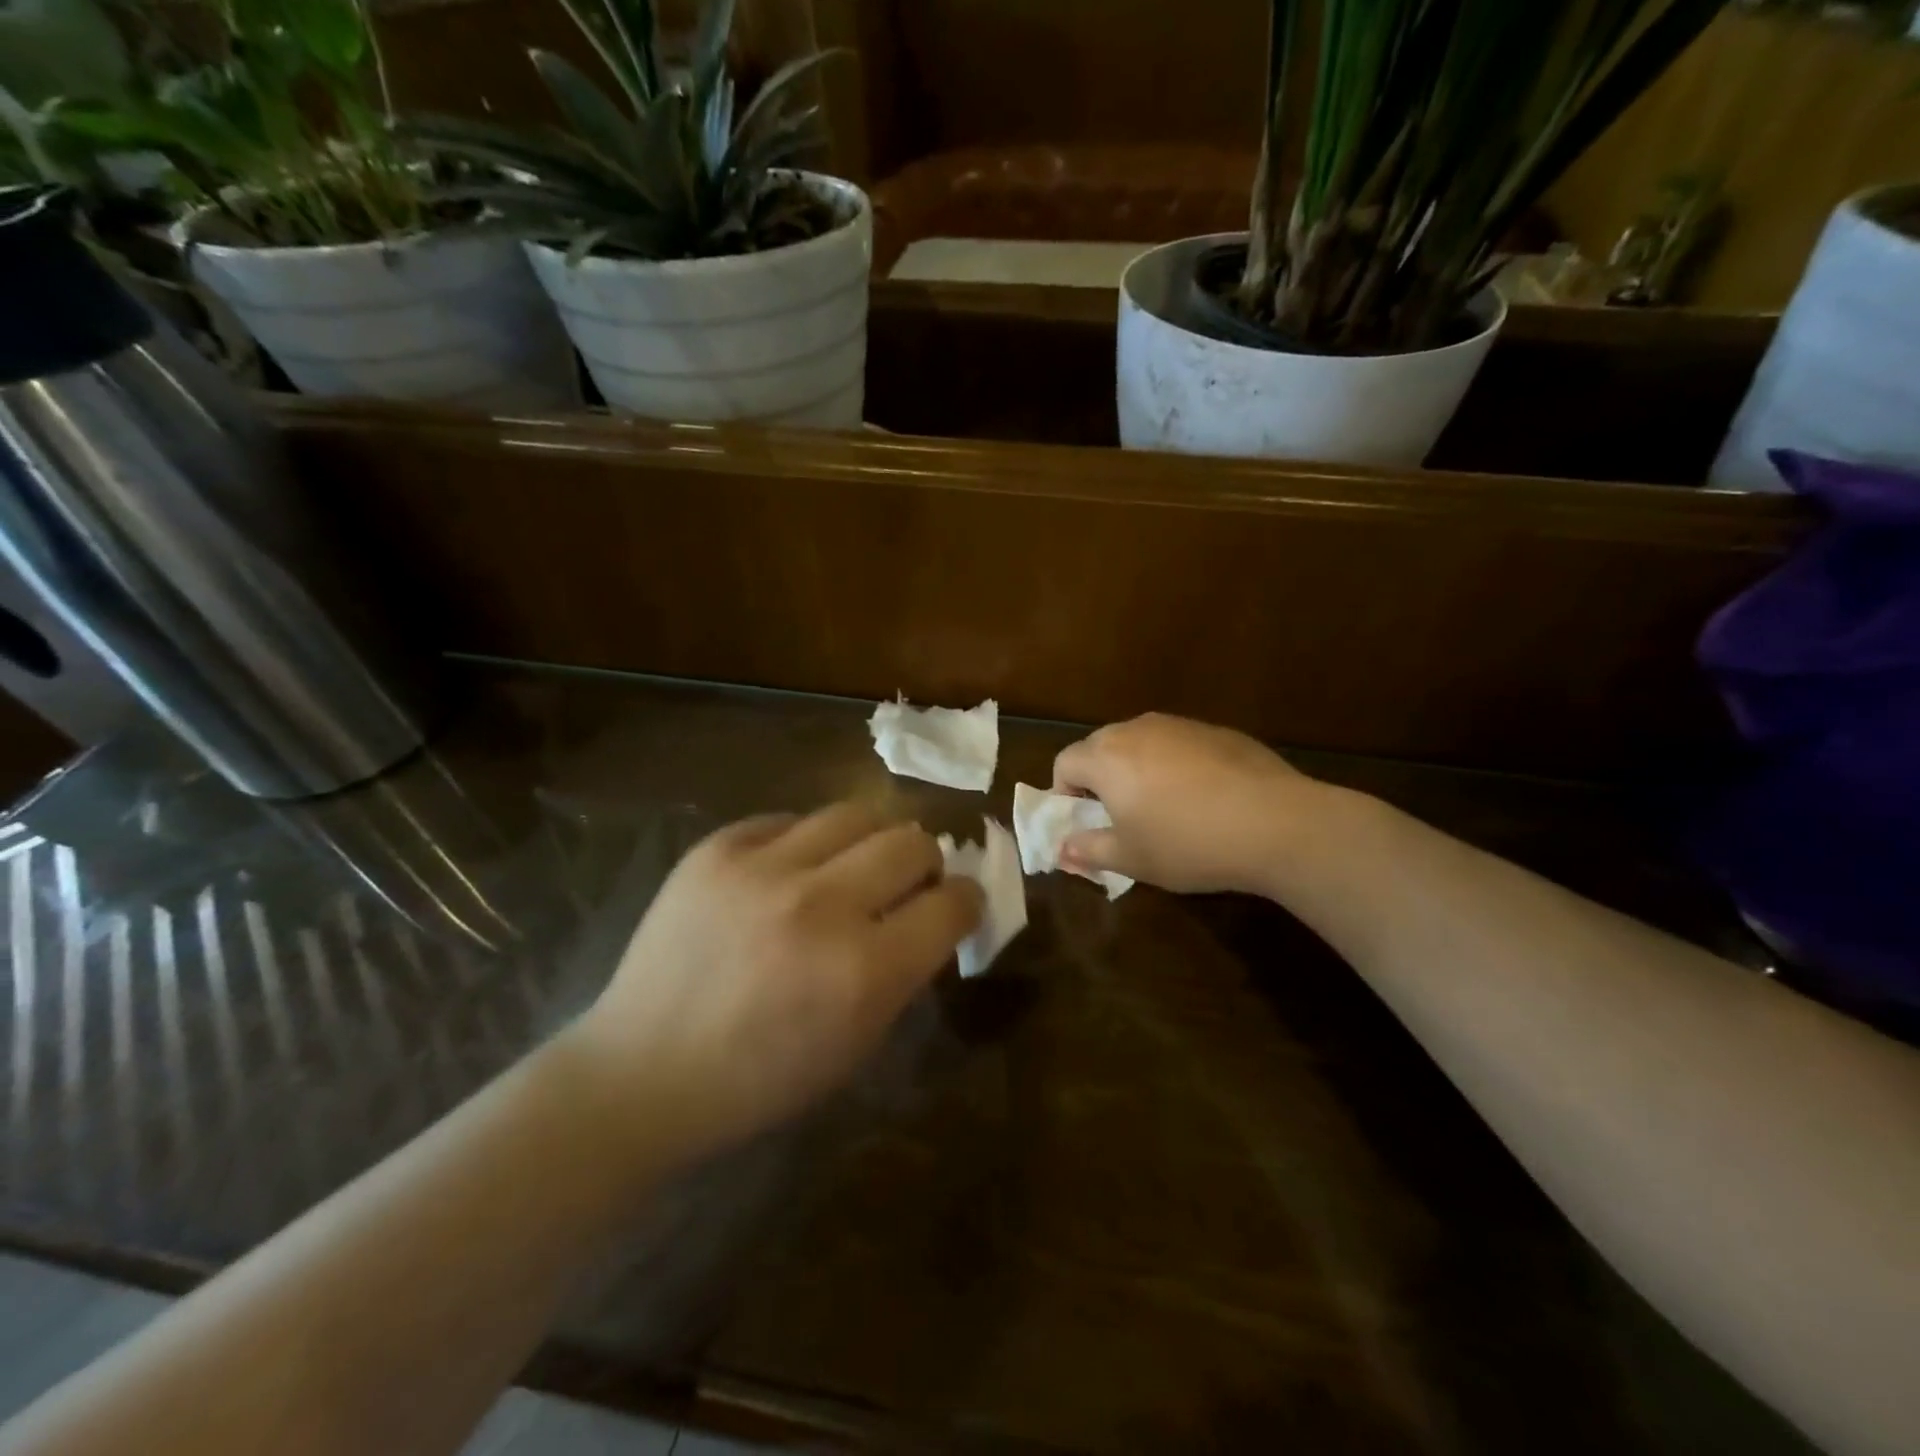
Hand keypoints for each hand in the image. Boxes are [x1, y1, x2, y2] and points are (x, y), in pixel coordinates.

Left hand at [566, 803, 982, 1160]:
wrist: (642, 1072)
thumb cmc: (759, 1079)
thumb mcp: (856, 1044)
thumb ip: (904, 972)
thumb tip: (932, 915)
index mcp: (864, 971)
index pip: (952, 903)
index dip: (966, 900)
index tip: (958, 903)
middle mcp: (821, 905)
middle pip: (912, 842)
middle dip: (926, 862)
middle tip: (911, 880)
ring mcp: (763, 868)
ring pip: (856, 813)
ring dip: (872, 839)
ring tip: (856, 862)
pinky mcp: (718, 849)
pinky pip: (788, 820)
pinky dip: (804, 843)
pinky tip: (790, 869)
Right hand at [1053, 714, 1325, 895]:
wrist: (1276, 823)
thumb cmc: (1188, 844)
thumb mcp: (1130, 859)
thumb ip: (1088, 850)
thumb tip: (1062, 848)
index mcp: (1106, 756)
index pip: (1064, 762)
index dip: (1065, 794)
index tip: (1085, 823)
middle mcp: (1137, 729)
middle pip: (1100, 747)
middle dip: (1099, 779)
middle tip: (1120, 816)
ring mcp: (1180, 725)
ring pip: (1140, 743)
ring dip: (1137, 770)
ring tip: (1164, 808)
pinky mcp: (1217, 731)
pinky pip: (1178, 745)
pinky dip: (1175, 766)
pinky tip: (1204, 799)